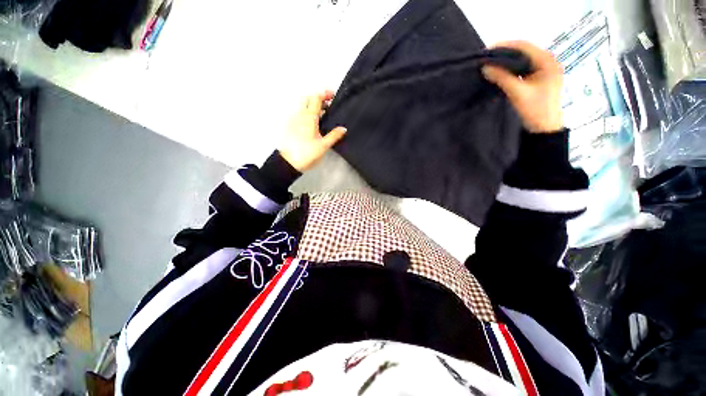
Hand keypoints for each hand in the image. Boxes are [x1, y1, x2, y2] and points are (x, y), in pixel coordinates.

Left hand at [279, 91, 346, 171]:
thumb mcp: (323, 146)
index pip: (316, 98)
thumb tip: (343, 128)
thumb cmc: (307, 153)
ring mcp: (293, 120)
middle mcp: (300, 115)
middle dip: (318, 98)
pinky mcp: (290, 126)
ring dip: (313, 106)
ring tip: (323, 116)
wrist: (289, 162)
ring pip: (303, 106)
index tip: (333, 95)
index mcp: (309, 117)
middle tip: (328, 105)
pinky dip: (308, 113)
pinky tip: (314, 124)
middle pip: (308, 98)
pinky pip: (300, 114)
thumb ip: (334, 136)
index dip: (325, 94)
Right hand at [482, 41, 563, 132]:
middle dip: (505, 53)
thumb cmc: (535, 110)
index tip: (488, 50)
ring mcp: (544, 70)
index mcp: (548, 62)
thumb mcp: (518, 93)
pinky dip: (511, 69)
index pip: (525, 46)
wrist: (544, 129)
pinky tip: (501, 72)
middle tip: (488, 58)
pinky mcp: (539, 79)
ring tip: (492, 64)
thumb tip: (485, 67)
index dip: (506, 46)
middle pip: (524, 52)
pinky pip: (523, 69)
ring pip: (523, 60)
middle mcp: (548, 62)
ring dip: (507, 61)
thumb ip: (502, 78)